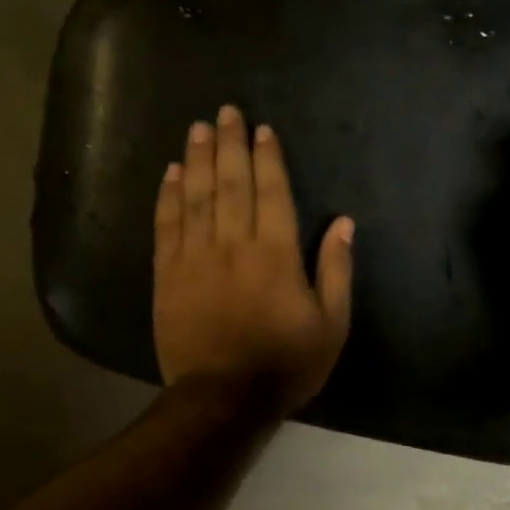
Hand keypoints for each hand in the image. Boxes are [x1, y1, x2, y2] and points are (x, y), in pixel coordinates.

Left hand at [153, 105, 353, 413]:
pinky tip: (170, 173)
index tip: (262, 129)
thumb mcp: (331, 323)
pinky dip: (168, 196)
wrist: (223, 397)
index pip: (271, 193)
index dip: (267, 158)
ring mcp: (195, 258)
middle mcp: (233, 244)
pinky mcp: (168, 275)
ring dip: (197, 159)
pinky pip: (167, 225)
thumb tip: (343, 223)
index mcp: (276, 254)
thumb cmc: (287, 363)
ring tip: (198, 129)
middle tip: (225, 112)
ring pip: (196, 196)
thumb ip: (336, 270)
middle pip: (230, 184)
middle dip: (229, 145)